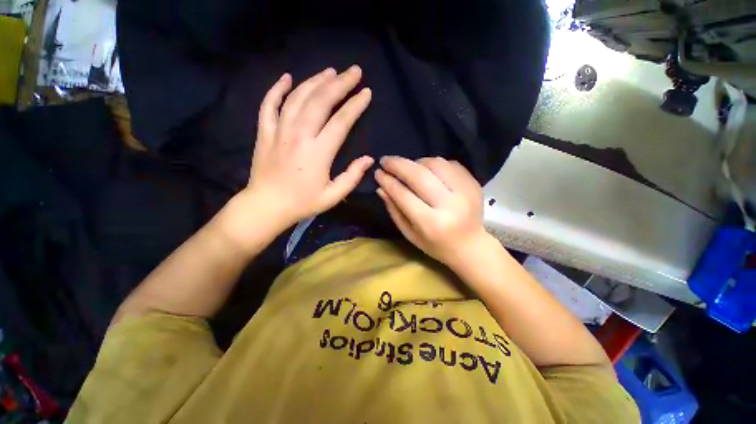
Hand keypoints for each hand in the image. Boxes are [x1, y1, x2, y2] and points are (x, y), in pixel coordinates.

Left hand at [239, 66, 373, 228]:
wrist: (267, 206)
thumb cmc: (303, 203)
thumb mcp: (333, 196)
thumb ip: (352, 176)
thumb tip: (369, 159)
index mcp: (318, 152)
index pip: (341, 121)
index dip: (355, 105)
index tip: (366, 92)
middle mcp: (299, 135)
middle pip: (320, 101)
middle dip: (340, 84)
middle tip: (353, 71)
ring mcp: (279, 131)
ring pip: (297, 97)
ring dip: (315, 81)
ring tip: (330, 72)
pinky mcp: (264, 132)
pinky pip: (269, 104)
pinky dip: (277, 89)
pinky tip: (287, 77)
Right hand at [375, 156, 490, 269]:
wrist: (471, 245)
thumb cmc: (435, 244)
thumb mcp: (410, 233)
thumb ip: (394, 210)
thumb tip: (381, 187)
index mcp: (431, 223)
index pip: (404, 195)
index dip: (388, 181)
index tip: (378, 173)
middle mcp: (450, 205)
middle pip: (419, 175)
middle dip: (398, 164)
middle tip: (385, 160)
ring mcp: (465, 191)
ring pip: (435, 164)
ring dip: (416, 162)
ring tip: (408, 167)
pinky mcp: (473, 183)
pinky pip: (450, 164)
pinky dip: (434, 164)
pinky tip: (427, 170)